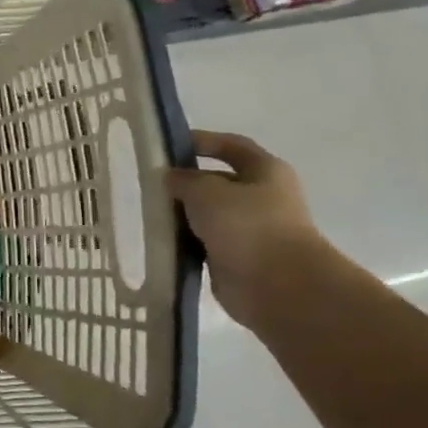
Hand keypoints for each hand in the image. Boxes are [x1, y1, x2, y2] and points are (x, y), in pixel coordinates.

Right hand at [167, 130, 333, 328]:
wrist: (278, 286)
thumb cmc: (247, 226)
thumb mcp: (207, 191)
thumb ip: (184, 180)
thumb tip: (171, 178)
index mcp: (266, 172)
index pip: (232, 146)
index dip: (203, 141)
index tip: (168, 146)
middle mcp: (262, 197)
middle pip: (218, 181)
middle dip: (186, 182)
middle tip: (150, 184)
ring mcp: (250, 229)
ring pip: (208, 214)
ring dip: (183, 214)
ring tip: (149, 213)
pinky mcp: (236, 257)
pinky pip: (203, 241)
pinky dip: (184, 240)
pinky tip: (160, 240)